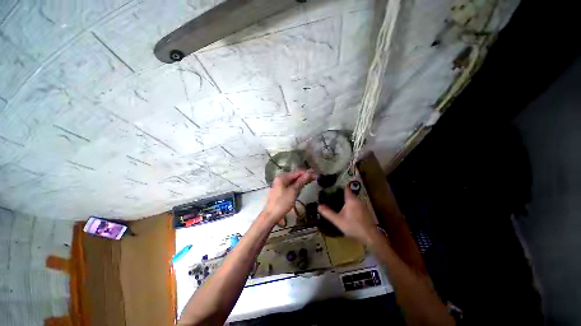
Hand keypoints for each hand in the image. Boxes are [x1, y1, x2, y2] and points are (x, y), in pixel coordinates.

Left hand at [262, 170, 315, 224]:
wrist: (271, 215)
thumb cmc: (282, 203)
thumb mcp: (293, 191)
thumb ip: (300, 182)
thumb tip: (308, 174)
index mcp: (282, 177)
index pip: (297, 172)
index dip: (306, 173)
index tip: (315, 175)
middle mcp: (280, 178)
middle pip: (294, 176)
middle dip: (304, 177)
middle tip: (315, 178)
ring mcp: (279, 184)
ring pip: (292, 181)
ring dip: (301, 181)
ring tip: (311, 181)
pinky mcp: (280, 190)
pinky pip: (290, 185)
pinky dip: (296, 185)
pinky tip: (302, 186)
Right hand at [318, 186, 376, 244]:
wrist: (370, 236)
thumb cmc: (353, 226)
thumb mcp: (338, 221)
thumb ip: (328, 213)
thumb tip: (318, 206)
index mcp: (351, 200)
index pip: (345, 188)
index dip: (339, 186)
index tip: (332, 186)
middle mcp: (357, 200)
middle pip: (348, 193)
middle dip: (340, 194)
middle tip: (331, 195)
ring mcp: (362, 205)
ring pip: (352, 199)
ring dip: (345, 200)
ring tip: (336, 202)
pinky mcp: (364, 211)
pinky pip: (355, 204)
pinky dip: (350, 205)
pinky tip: (345, 211)